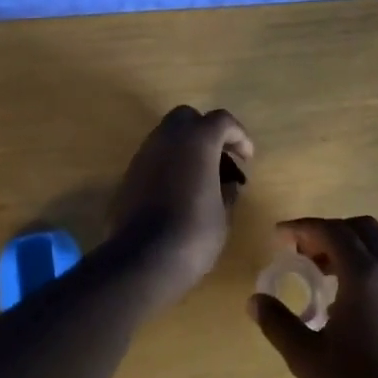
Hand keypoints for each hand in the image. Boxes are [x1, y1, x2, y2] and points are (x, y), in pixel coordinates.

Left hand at [110, 106, 252, 304]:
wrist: (142, 259)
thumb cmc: (194, 233)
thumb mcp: (223, 214)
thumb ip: (227, 190)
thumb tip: (226, 184)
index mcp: (198, 139)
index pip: (222, 121)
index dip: (239, 136)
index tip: (247, 158)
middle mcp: (168, 137)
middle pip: (188, 117)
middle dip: (206, 131)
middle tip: (220, 157)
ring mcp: (145, 153)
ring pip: (167, 135)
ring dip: (186, 147)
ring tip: (200, 176)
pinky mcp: (129, 173)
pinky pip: (154, 157)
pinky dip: (169, 164)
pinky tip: (178, 190)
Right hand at [250, 216, 377, 377]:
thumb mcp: (307, 359)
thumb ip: (278, 323)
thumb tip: (255, 300)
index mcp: (364, 275)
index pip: (331, 232)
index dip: (302, 228)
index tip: (279, 237)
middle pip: (360, 228)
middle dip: (328, 232)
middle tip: (302, 254)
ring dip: (349, 248)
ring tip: (322, 276)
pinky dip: (366, 266)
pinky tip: (349, 301)